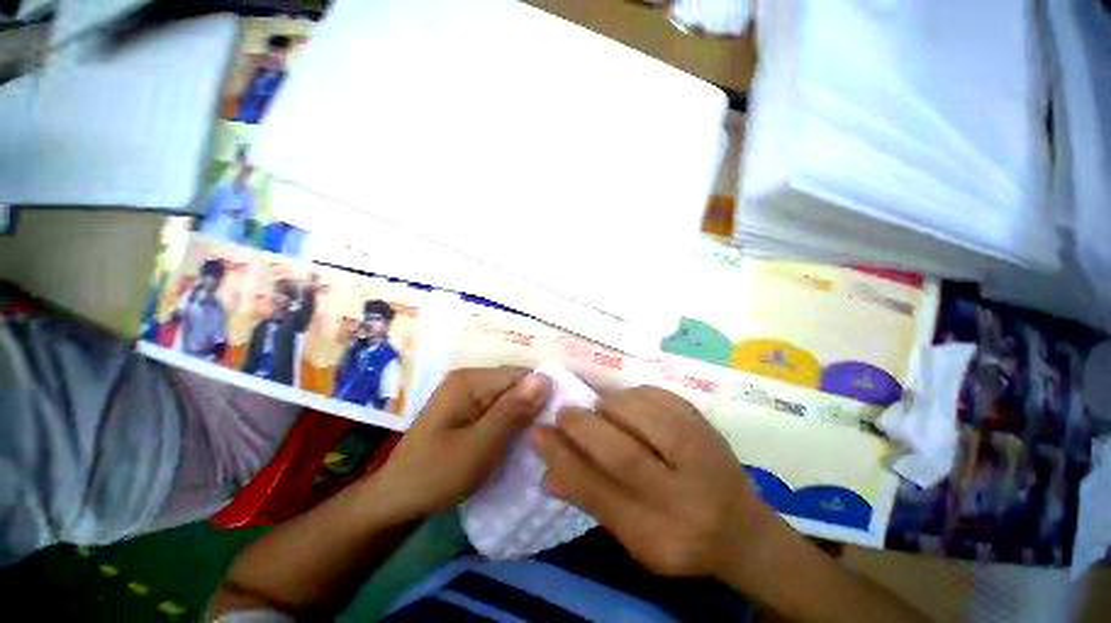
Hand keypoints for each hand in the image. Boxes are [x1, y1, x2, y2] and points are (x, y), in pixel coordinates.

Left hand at [373, 368, 549, 521]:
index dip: (543, 393)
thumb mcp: (480, 446)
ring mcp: (467, 394)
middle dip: (534, 406)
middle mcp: (469, 379)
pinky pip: (499, 409)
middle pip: (515, 385)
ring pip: (509, 398)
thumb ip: (513, 411)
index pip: (520, 375)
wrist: (396, 501)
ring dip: (524, 416)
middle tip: (552, 434)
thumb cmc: (436, 475)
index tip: (561, 419)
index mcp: (469, 380)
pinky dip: (512, 423)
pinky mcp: (468, 409)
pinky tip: (520, 439)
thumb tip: (546, 378)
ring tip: (541, 438)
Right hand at [531, 386, 773, 578]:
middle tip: (563, 412)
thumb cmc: (680, 539)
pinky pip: (658, 396)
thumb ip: (590, 500)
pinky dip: (632, 394)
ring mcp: (702, 453)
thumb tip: (546, 469)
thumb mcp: (632, 538)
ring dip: (608, 405)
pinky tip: (625, 403)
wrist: (743, 528)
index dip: (562, 458)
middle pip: (622, 452)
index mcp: (661, 535)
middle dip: (583, 426)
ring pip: (642, 415)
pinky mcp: (704, 423)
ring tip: (596, 409)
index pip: (598, 493)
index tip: (538, 433)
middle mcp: (685, 495)